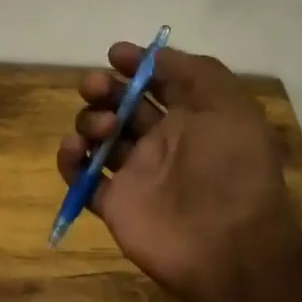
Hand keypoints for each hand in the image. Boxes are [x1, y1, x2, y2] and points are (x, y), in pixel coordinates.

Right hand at [57, 42, 301, 301]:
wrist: (229, 246)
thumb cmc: (232, 168)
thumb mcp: (230, 106)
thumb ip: (196, 72)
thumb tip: (156, 55)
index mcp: (192, 119)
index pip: (158, 82)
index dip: (136, 64)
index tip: (116, 55)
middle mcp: (162, 143)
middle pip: (121, 105)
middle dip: (104, 88)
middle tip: (97, 87)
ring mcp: (136, 174)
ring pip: (98, 136)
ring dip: (90, 120)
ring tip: (103, 129)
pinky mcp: (114, 203)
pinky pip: (81, 177)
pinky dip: (70, 160)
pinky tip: (75, 149)